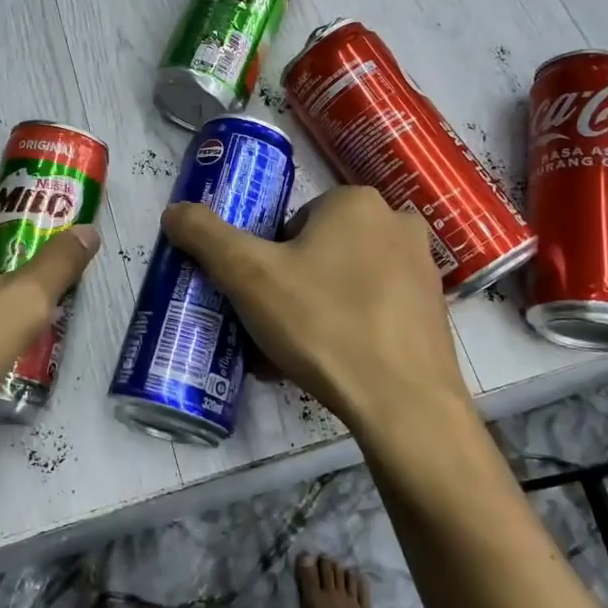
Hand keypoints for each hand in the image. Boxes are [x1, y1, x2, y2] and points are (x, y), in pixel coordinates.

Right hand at [161, 186, 472, 447]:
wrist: (404, 405)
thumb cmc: (323, 324)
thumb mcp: (248, 276)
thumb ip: (206, 236)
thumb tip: (173, 211)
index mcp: (355, 202)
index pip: (293, 224)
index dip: (269, 261)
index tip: (262, 299)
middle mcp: (396, 223)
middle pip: (320, 251)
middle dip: (292, 287)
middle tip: (275, 329)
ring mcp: (422, 268)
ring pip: (347, 282)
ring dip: (317, 310)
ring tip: (297, 355)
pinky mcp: (434, 311)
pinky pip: (376, 310)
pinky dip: (350, 329)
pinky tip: (333, 367)